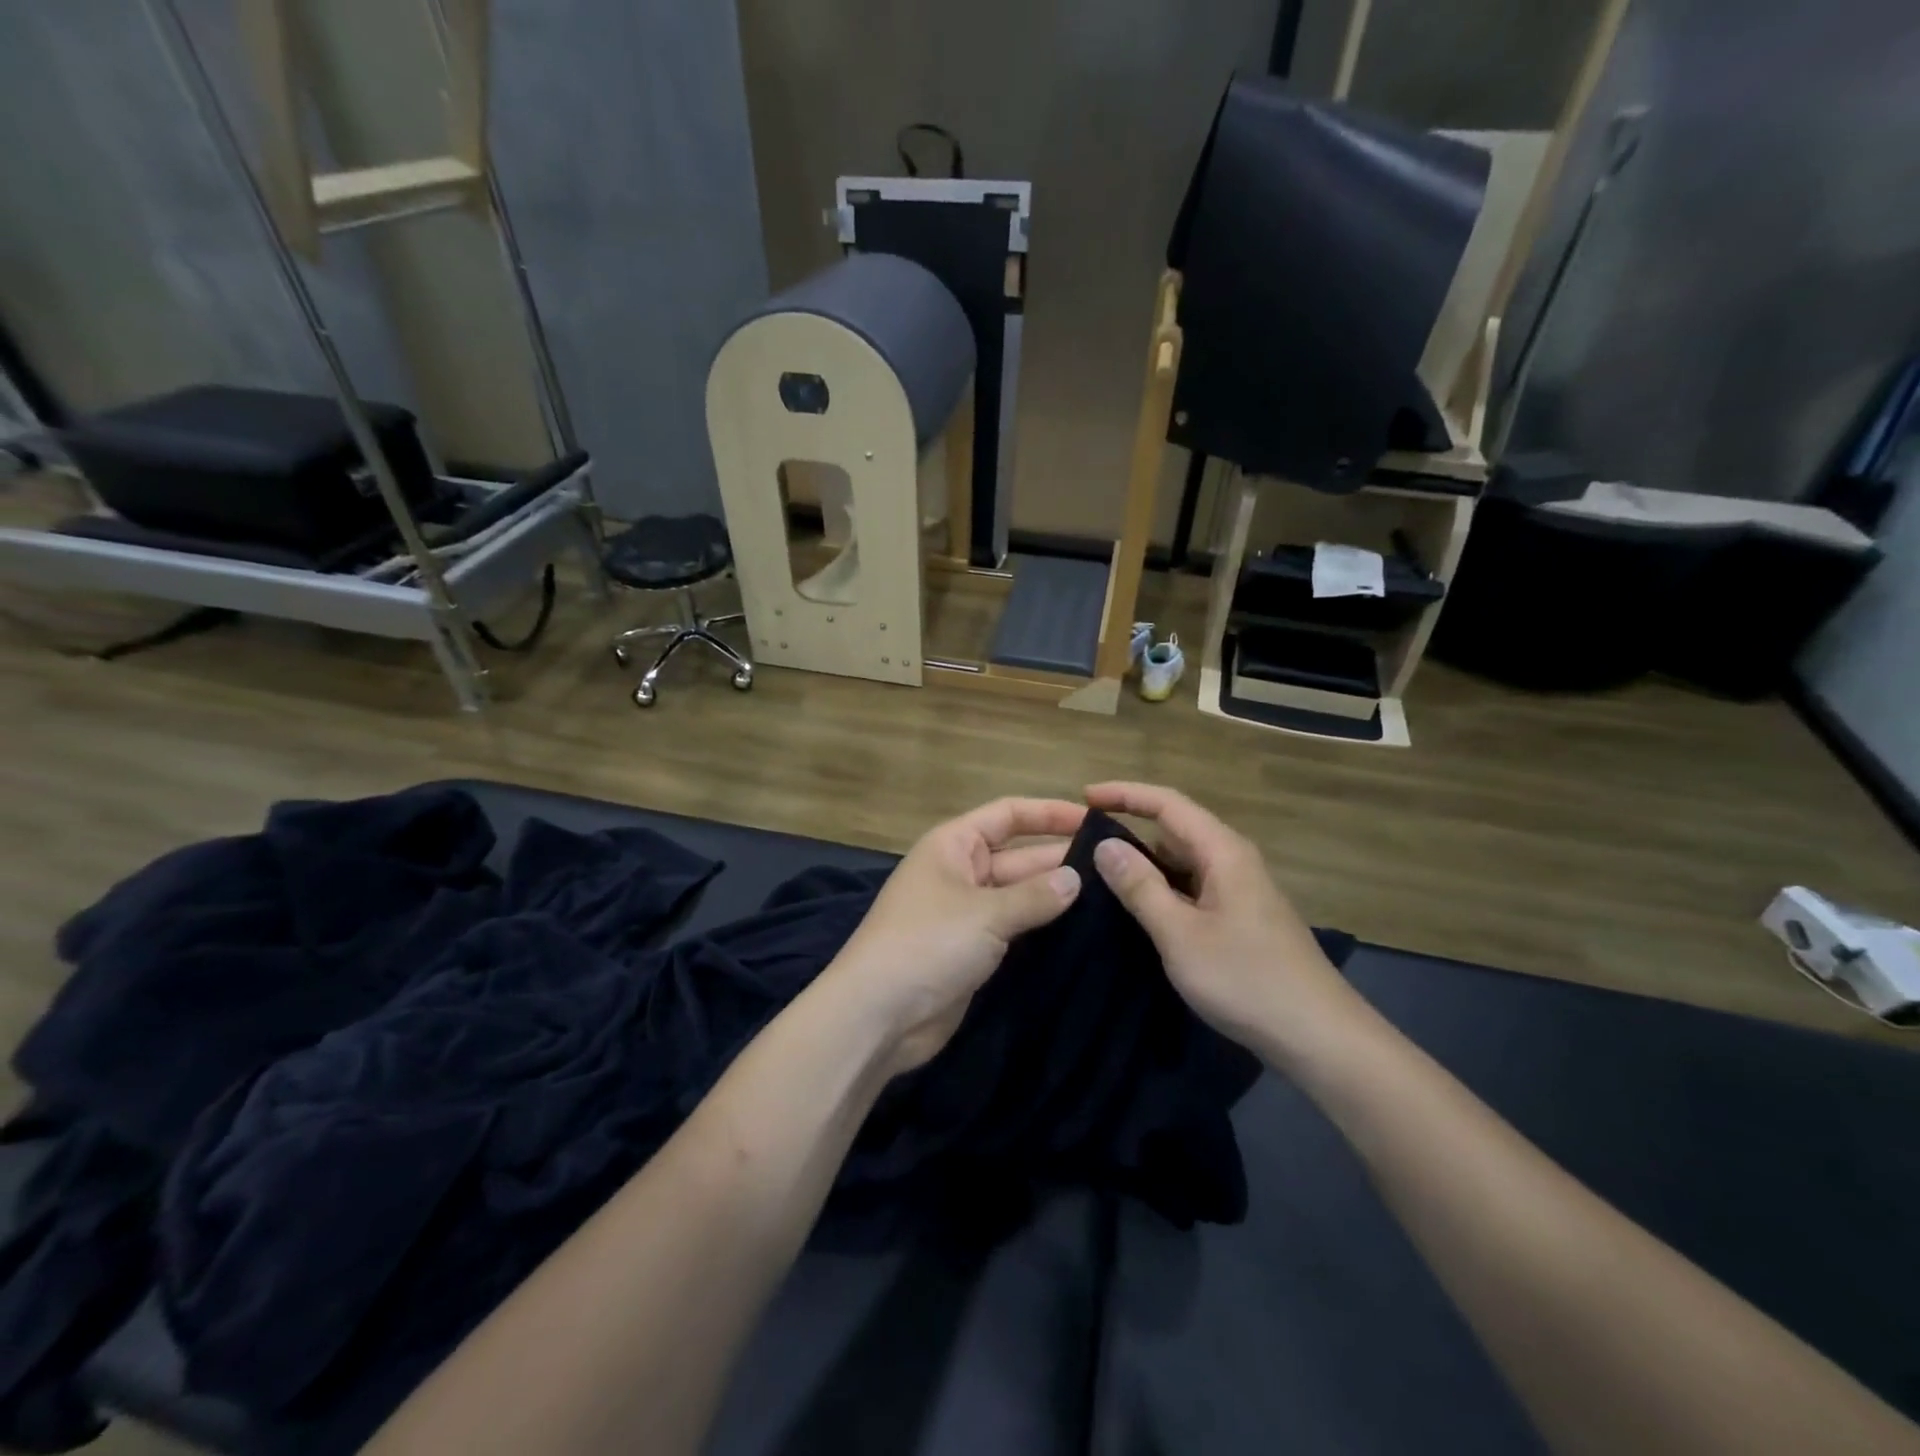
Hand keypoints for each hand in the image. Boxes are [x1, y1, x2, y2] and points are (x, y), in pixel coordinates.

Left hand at [824, 797, 1086, 1074]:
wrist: (877, 1015)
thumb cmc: (927, 944)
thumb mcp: (985, 914)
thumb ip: (1035, 896)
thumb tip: (1076, 878)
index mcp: (953, 844)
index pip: (1008, 814)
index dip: (1050, 813)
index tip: (1097, 820)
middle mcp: (960, 872)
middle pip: (1018, 855)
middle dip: (1060, 859)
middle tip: (1116, 868)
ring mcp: (965, 913)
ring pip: (1018, 895)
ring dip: (1054, 897)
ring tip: (1111, 898)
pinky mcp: (971, 951)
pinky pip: (1012, 929)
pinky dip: (1040, 928)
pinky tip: (1080, 931)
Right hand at [1085, 782, 1364, 1064]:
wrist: (1319, 1037)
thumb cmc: (1246, 979)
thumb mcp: (1180, 934)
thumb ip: (1141, 887)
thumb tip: (1105, 845)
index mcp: (1224, 852)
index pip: (1168, 803)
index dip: (1126, 794)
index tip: (1084, 796)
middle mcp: (1233, 861)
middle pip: (1175, 829)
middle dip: (1131, 830)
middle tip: (1083, 846)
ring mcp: (1239, 891)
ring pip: (1183, 862)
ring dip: (1146, 865)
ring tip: (1100, 878)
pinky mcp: (1240, 918)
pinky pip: (1192, 888)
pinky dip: (1163, 891)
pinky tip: (1139, 912)